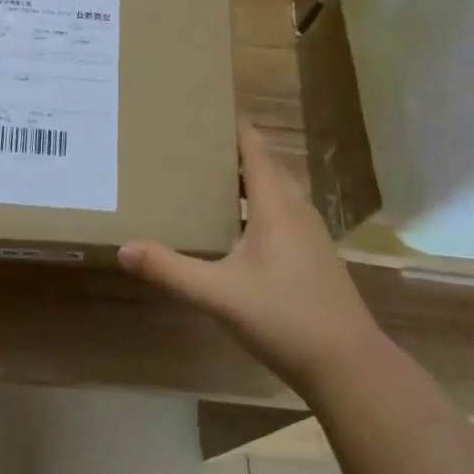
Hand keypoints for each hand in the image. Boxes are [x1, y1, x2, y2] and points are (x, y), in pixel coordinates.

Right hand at [118, 123, 380, 387]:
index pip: (254, 147)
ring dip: (243, 178)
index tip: (200, 107)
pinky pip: (280, 212)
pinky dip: (255, 203)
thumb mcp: (218, 295)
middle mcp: (296, 209)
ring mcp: (309, 233)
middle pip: (263, 164)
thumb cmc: (285, 318)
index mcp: (277, 205)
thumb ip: (170, 270)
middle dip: (229, 149)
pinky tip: (232, 225)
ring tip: (203, 176)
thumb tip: (124, 248)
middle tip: (188, 142)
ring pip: (274, 190)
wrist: (349, 366)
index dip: (231, 124)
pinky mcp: (311, 255)